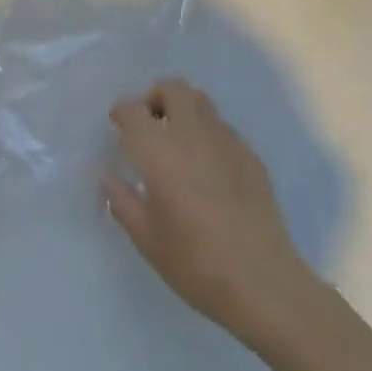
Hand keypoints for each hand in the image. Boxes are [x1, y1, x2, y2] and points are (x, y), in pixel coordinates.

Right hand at [102, 79, 320, 347]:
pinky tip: (208, 170)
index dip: (122, 112)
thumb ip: (122, 201)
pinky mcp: (251, 156)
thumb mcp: (146, 239)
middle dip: (156, 98)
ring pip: (201, 102)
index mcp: (160, 150)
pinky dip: (207, 135)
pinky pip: (223, 128)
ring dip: (183, 111)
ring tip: (177, 144)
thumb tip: (108, 177)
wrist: (263, 282)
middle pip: (173, 88)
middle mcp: (192, 134)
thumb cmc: (195, 262)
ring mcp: (227, 141)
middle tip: (149, 127)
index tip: (118, 126)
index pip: (133, 109)